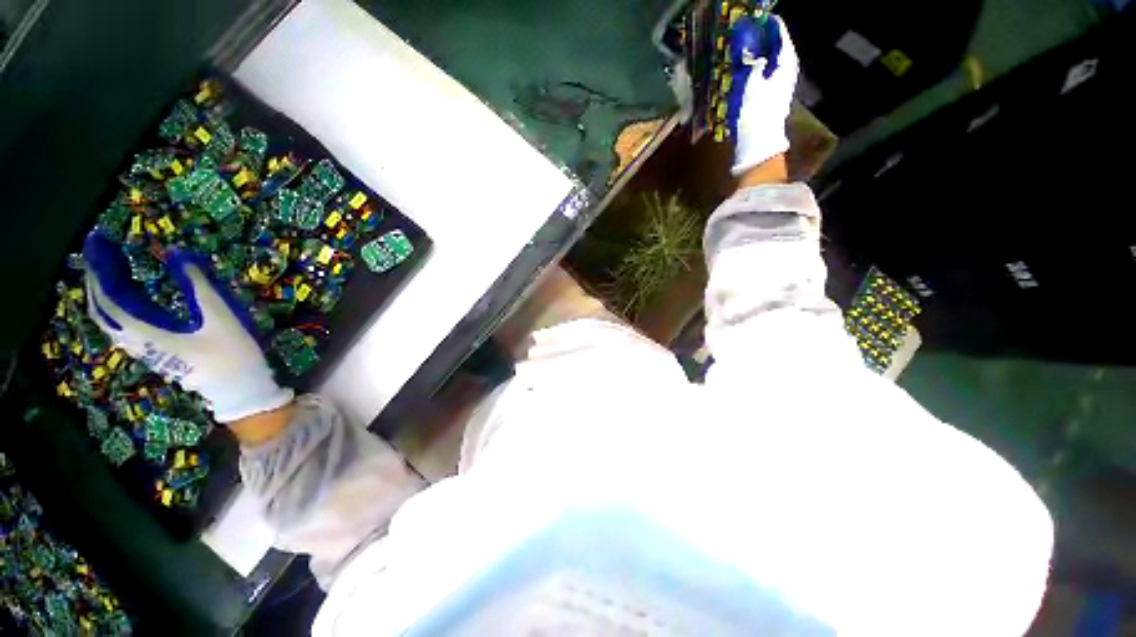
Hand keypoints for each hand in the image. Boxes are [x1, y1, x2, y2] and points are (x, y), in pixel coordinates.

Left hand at [83, 232, 292, 422]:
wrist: (239, 388)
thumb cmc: (231, 353)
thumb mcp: (220, 317)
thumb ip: (198, 285)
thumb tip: (175, 252)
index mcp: (147, 333)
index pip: (108, 300)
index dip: (99, 270)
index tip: (98, 242)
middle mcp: (136, 341)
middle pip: (102, 308)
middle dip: (97, 276)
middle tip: (102, 248)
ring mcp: (144, 348)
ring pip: (110, 317)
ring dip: (105, 289)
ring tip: (112, 264)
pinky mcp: (154, 349)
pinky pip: (123, 324)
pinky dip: (118, 303)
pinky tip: (128, 291)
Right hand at [726, 15, 798, 175]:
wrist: (758, 143)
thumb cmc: (756, 112)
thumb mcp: (752, 82)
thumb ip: (751, 61)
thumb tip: (747, 45)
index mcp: (787, 62)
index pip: (779, 31)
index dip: (766, 22)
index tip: (751, 17)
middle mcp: (787, 69)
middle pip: (775, 44)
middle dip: (760, 36)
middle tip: (743, 31)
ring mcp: (780, 82)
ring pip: (769, 58)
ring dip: (756, 52)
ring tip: (741, 46)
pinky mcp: (771, 94)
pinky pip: (763, 71)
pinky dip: (754, 66)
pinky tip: (743, 67)